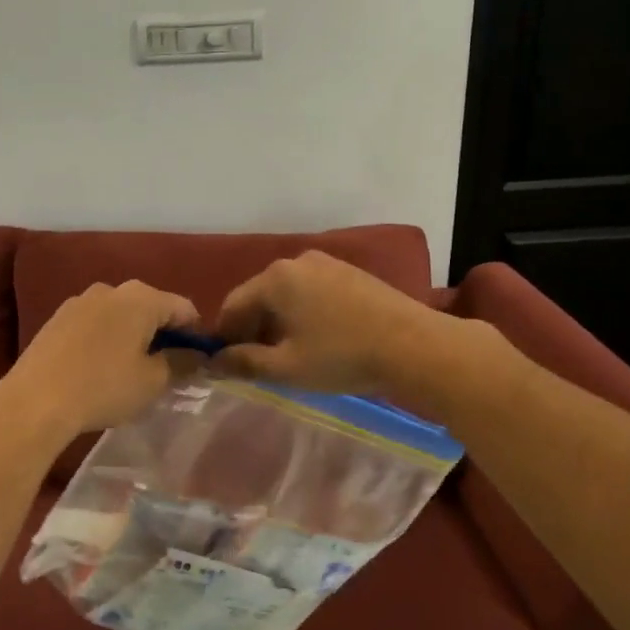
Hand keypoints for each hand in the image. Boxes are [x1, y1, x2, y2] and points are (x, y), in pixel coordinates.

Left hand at [0, 280, 200, 441]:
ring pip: (120, 314)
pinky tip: (100, 366)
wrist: (35, 400)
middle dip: (163, 333)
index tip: (199, 360)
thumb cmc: (103, 387)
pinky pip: (95, 322)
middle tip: (167, 367)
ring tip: (131, 369)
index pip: (184, 308)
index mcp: (141, 298)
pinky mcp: (58, 317)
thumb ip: (181, 363)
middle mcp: (112, 289)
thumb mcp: (153, 381)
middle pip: (151, 306)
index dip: (196, 333)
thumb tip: (195, 355)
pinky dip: (106, 338)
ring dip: (132, 334)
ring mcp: (80, 300)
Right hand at [214, 250, 442, 396]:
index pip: (232, 305)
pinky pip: (311, 292)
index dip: (224, 337)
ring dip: (279, 323)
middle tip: (258, 365)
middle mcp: (296, 261)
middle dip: (253, 329)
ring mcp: (326, 263)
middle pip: (259, 297)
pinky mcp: (350, 273)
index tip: (226, 365)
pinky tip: (319, 340)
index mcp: (274, 278)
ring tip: (290, 355)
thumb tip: (214, 362)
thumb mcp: (287, 367)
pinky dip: (303, 314)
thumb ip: (244, 363)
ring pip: (287, 294)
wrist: (415, 345)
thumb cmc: (342, 356)